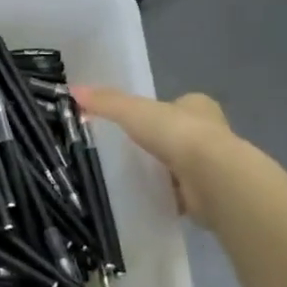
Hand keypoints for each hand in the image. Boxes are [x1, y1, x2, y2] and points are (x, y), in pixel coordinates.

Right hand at [71, 86, 239, 220]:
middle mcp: (211, 132)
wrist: (212, 178)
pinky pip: (185, 191)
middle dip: (162, 143)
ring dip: (166, 170)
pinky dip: (170, 194)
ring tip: (136, 176)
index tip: (138, 123)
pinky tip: (151, 198)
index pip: (178, 104)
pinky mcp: (210, 192)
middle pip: (181, 134)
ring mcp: (213, 164)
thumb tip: (74, 89)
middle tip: (132, 151)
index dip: (159, 112)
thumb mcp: (133, 112)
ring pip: (184, 163)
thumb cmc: (177, 134)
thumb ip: (106, 102)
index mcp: (198, 105)